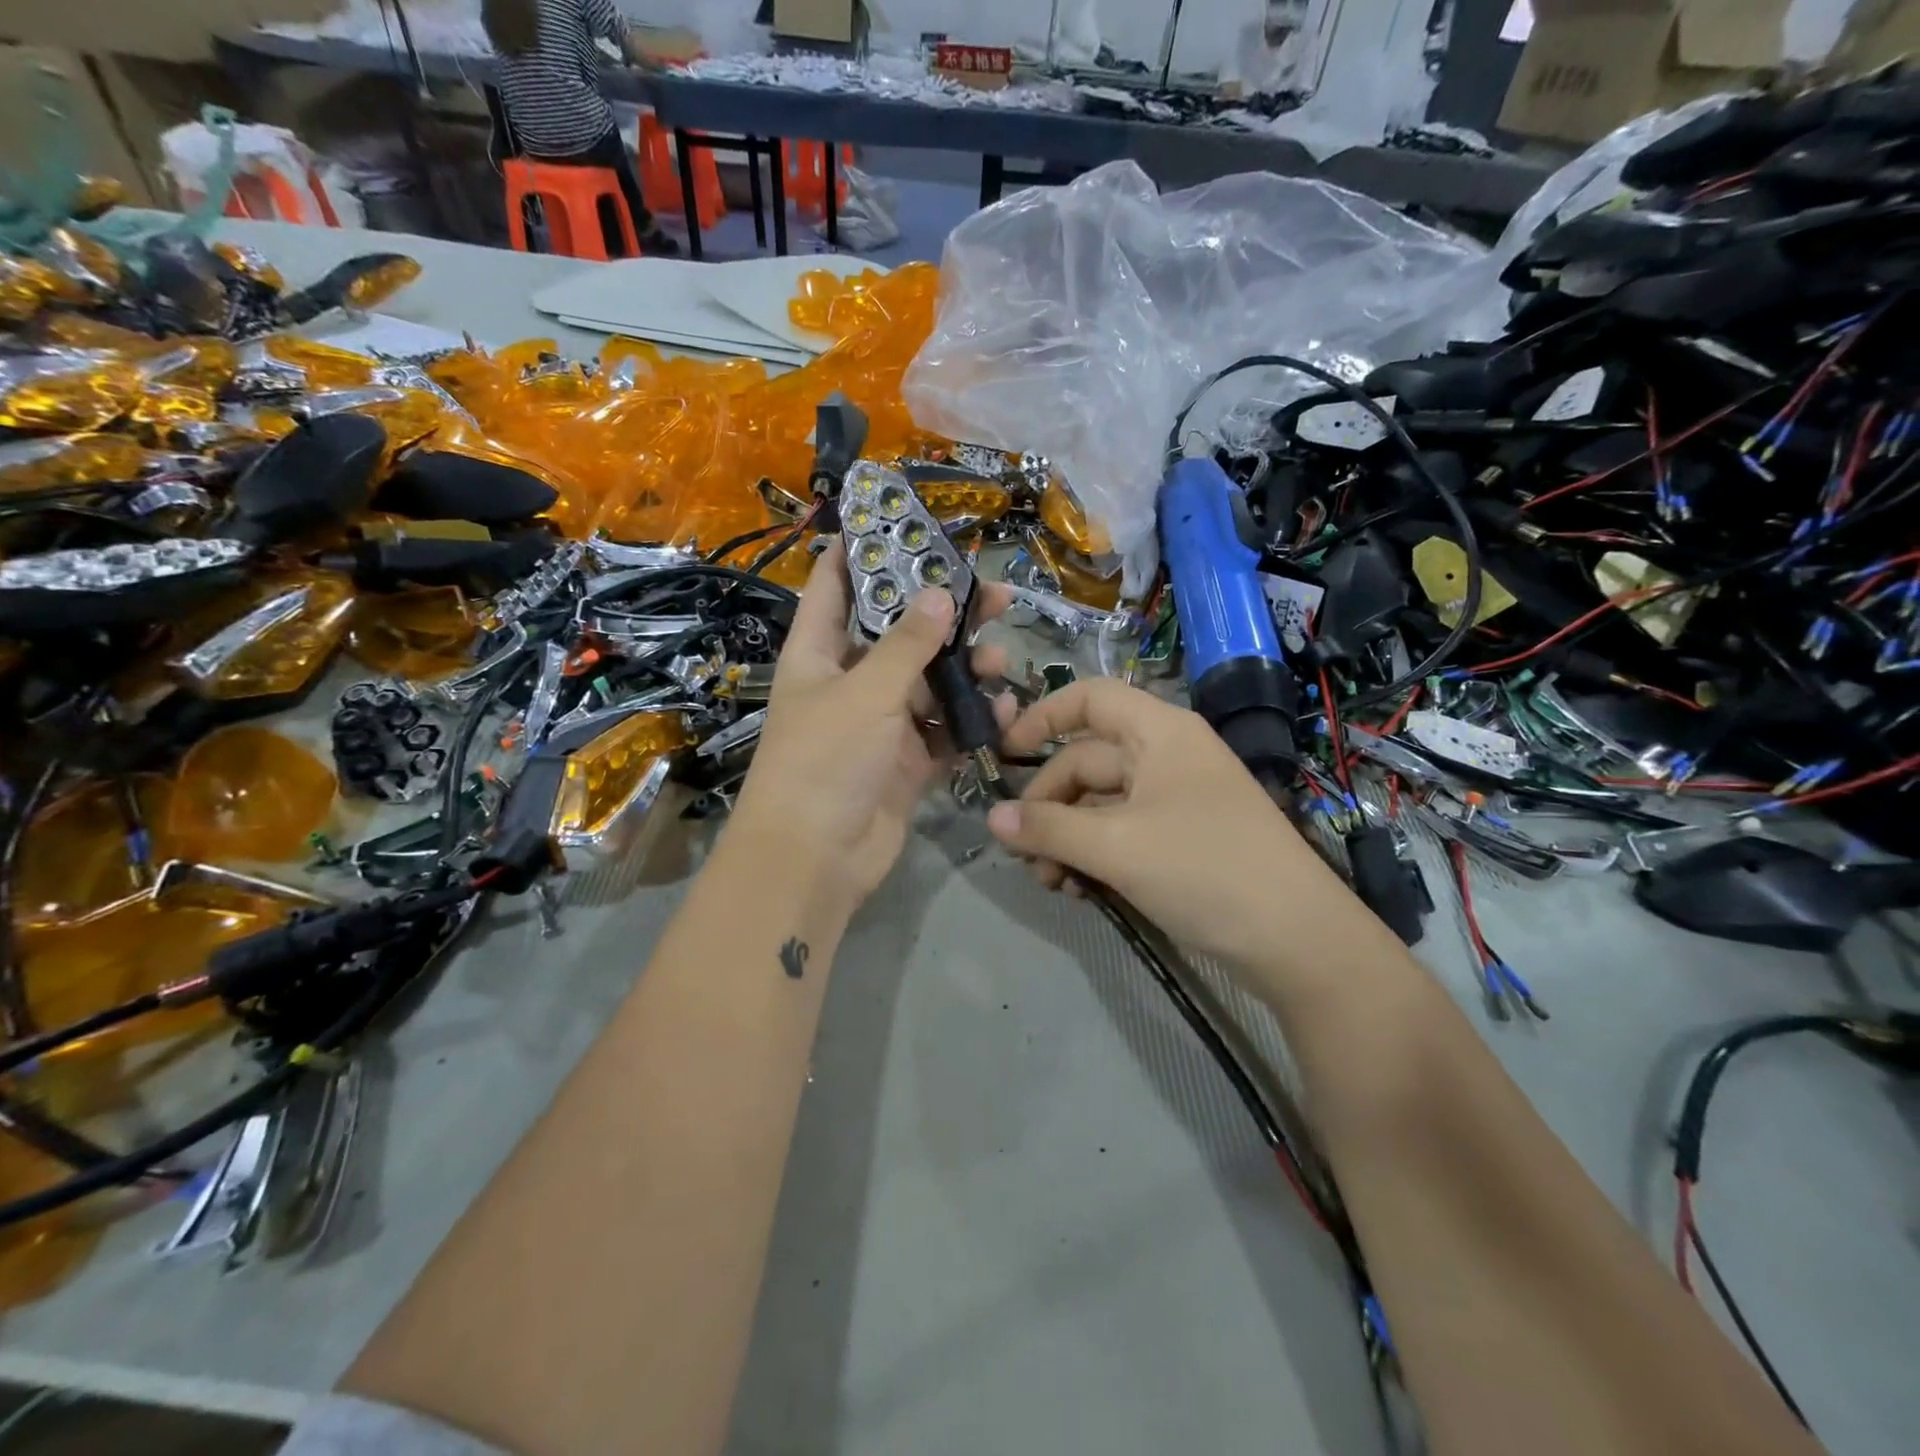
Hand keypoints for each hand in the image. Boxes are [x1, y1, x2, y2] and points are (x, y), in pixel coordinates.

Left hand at [730, 541, 1011, 916]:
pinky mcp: (906, 762)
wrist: (816, 858)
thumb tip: (941, 592)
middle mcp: (848, 682)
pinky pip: (944, 731)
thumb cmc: (826, 760)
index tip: (901, 522)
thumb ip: (908, 643)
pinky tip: (1003, 711)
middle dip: (942, 612)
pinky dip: (970, 720)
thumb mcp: (867, 691)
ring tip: (999, 656)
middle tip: (992, 592)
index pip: (834, 586)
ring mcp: (879, 724)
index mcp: (818, 653)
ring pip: (929, 683)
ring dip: (963, 669)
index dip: (861, 550)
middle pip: (898, 633)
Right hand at [986, 679, 1345, 970]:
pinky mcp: (1180, 842)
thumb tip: (992, 817)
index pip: (1090, 699)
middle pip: (1086, 762)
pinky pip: (1121, 835)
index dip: (1042, 717)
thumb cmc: (1205, 869)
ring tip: (1050, 883)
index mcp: (1158, 733)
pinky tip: (1079, 892)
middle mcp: (1165, 757)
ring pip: (1100, 805)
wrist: (1297, 941)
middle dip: (1049, 806)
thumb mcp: (1116, 846)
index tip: (1003, 755)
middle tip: (1023, 854)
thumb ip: (1048, 828)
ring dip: (1067, 839)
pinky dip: (1094, 857)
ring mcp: (1175, 801)